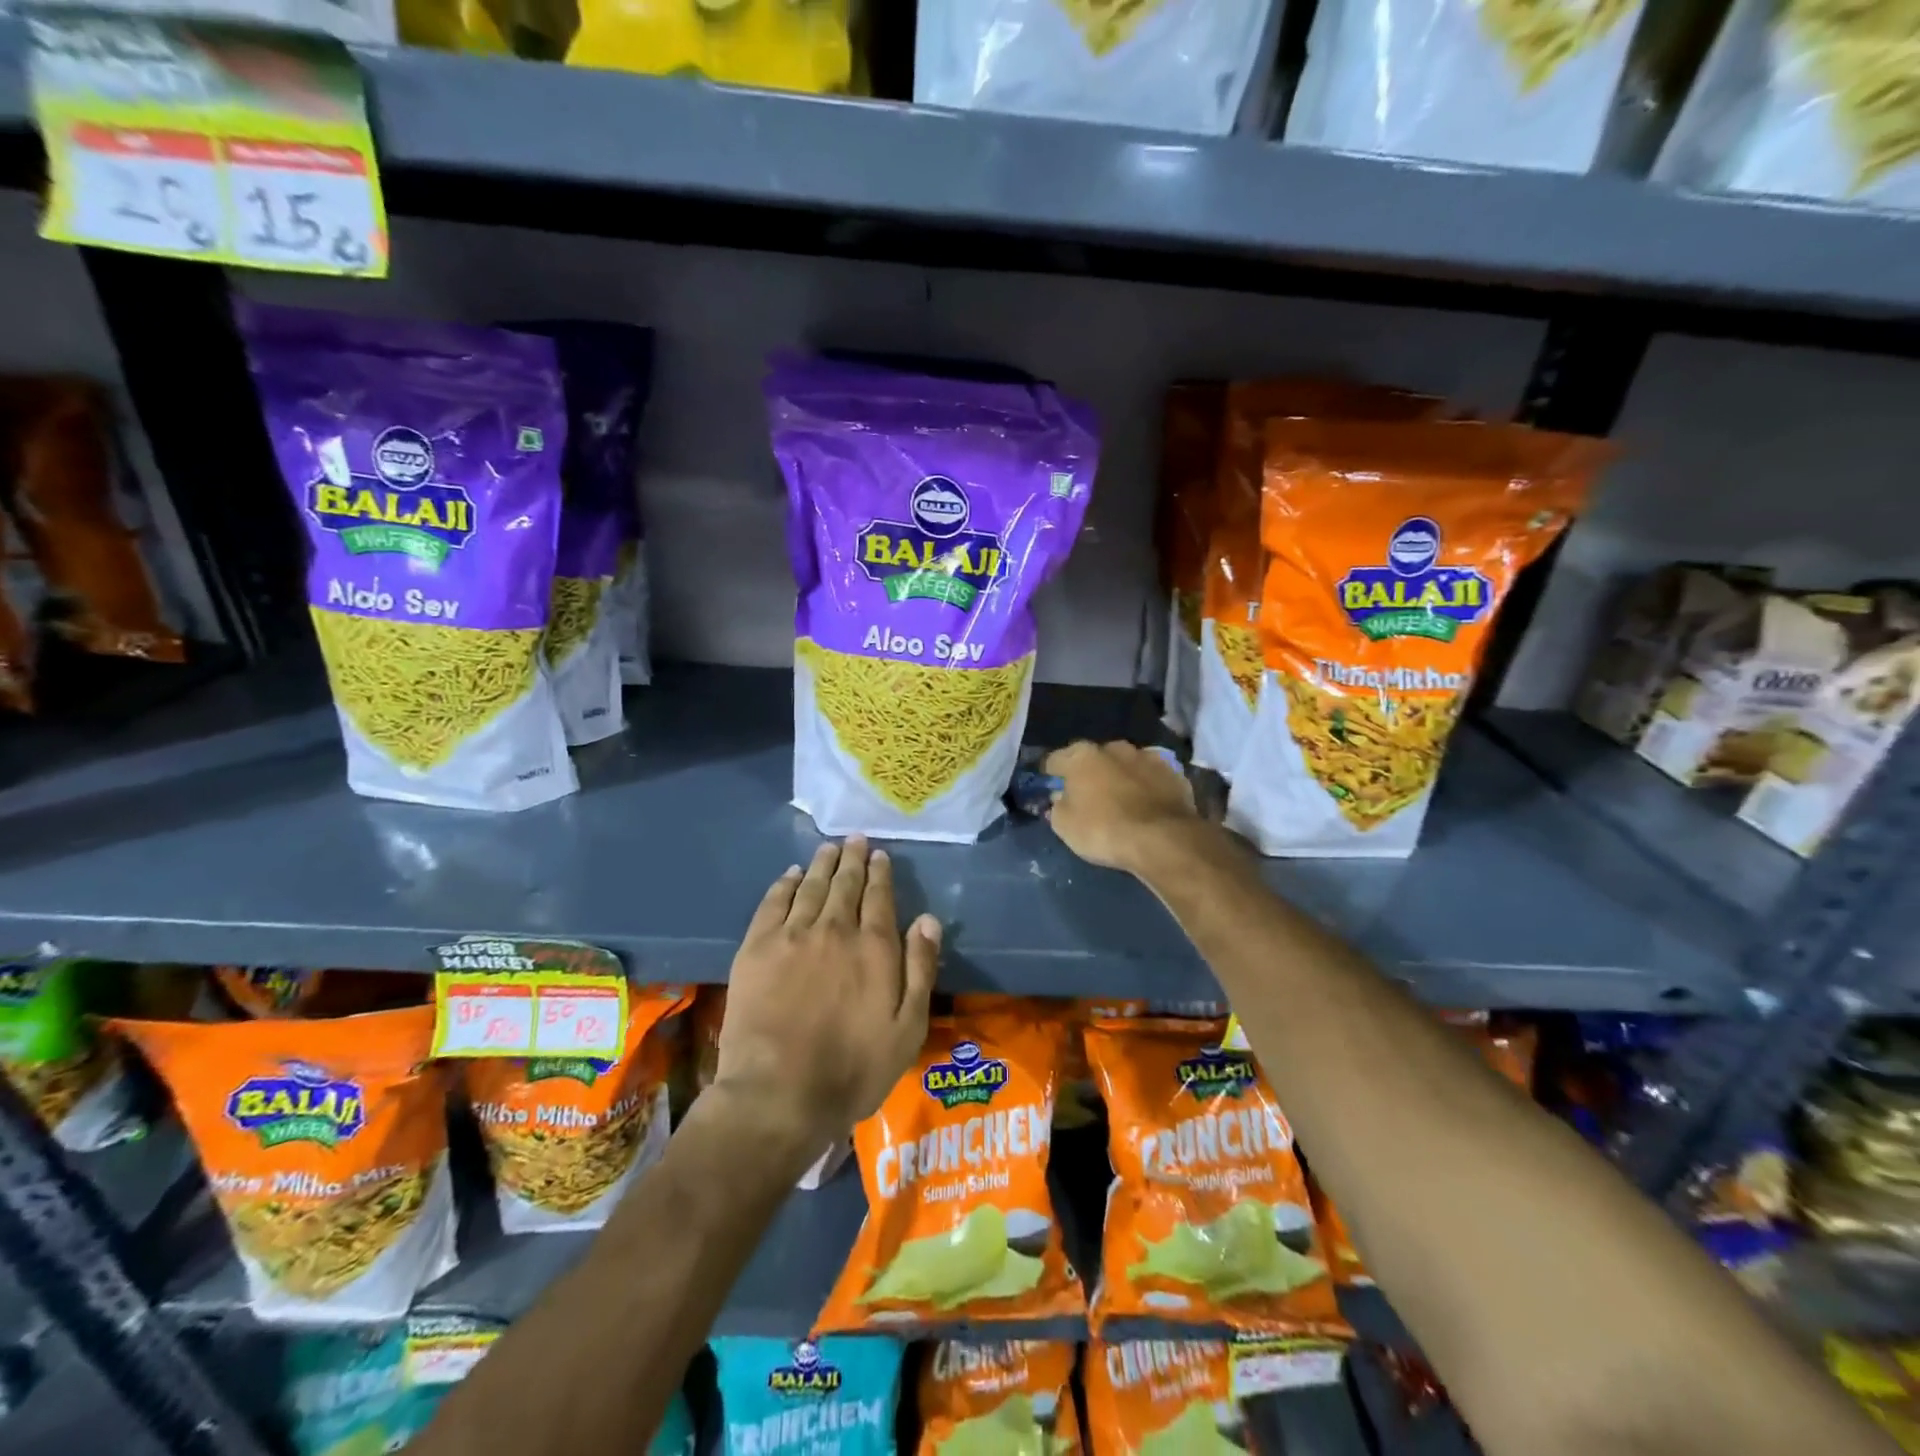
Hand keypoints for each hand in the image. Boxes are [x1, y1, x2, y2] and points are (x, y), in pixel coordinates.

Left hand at [717, 837, 939, 1153]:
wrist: (779, 1093)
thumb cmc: (853, 1068)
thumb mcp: (907, 1028)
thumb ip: (920, 969)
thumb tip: (928, 919)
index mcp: (874, 947)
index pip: (879, 897)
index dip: (880, 873)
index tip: (879, 855)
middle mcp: (835, 929)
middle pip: (845, 884)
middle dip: (852, 859)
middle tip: (854, 840)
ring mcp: (792, 935)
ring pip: (810, 887)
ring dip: (821, 864)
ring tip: (828, 848)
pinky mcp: (757, 948)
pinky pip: (773, 903)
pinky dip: (784, 884)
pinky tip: (790, 875)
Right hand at [1043, 740, 1202, 874]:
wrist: (1163, 840)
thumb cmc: (1104, 830)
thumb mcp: (1064, 826)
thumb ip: (1058, 806)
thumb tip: (1061, 797)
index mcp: (1081, 756)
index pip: (1055, 760)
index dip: (1051, 775)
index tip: (1053, 789)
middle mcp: (1113, 748)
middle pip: (1093, 758)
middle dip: (1090, 773)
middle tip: (1089, 797)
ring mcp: (1147, 757)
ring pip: (1125, 764)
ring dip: (1120, 777)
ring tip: (1122, 801)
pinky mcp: (1174, 772)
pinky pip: (1151, 777)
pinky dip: (1147, 787)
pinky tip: (1148, 806)